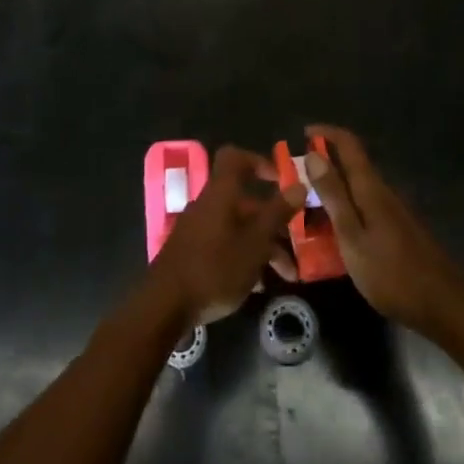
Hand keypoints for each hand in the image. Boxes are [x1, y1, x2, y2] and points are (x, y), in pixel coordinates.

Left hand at [149, 147, 304, 325]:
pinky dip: (245, 257)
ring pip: (238, 227)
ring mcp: (198, 229)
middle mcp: (208, 205)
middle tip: (297, 246)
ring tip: (286, 276)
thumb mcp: (255, 243)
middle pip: (244, 202)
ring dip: (264, 246)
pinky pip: (225, 244)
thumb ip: (277, 213)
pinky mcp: (192, 252)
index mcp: (221, 194)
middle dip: (274, 222)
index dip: (259, 162)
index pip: (235, 158)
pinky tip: (259, 286)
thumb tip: (299, 185)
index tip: (281, 180)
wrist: (164, 305)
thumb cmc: (215, 268)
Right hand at [303, 124, 463, 334]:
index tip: (303, 133)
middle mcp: (382, 191)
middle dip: (323, 164)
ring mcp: (392, 211)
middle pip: (351, 164)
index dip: (326, 133)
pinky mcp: (396, 230)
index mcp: (370, 187)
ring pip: (356, 188)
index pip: (349, 144)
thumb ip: (333, 195)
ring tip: (305, 208)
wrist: (442, 304)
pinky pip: (363, 208)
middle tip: (293, 179)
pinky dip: (343, 210)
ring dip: (331, 190)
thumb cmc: (391, 271)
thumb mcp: (352, 235)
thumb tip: (313, 154)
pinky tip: (331, 233)